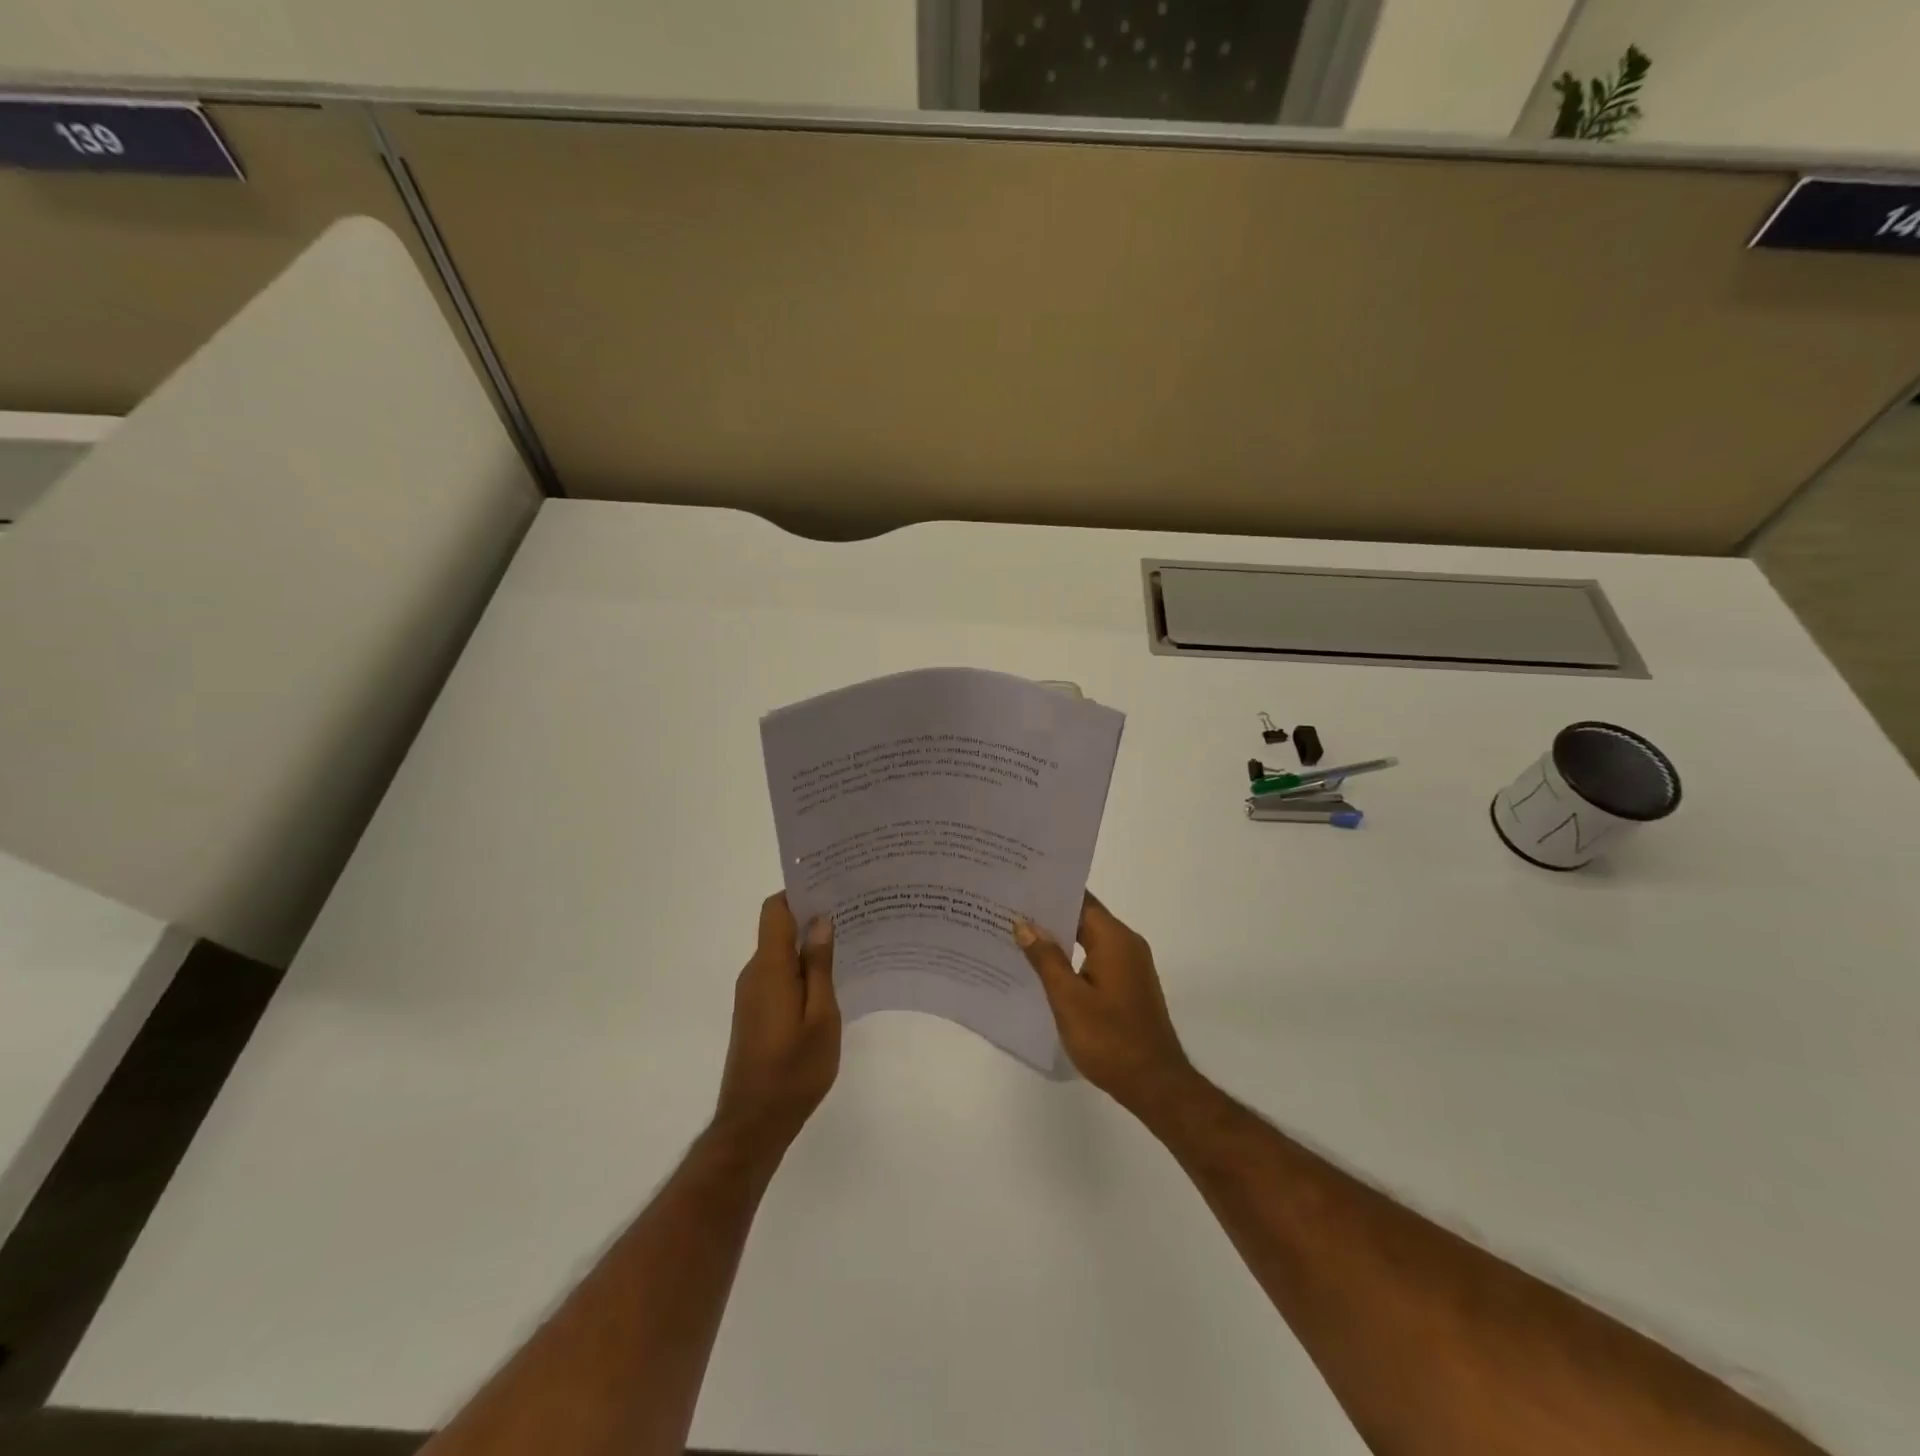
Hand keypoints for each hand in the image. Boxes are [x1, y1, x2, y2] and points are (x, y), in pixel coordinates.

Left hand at [713, 893, 840, 1153]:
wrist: (754, 1123)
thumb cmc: (794, 1070)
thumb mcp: (821, 1016)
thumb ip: (820, 966)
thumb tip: (821, 920)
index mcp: (770, 968)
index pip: (775, 910)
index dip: (799, 893)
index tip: (832, 887)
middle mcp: (755, 973)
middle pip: (779, 928)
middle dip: (812, 918)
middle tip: (854, 915)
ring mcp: (752, 994)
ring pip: (781, 954)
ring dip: (809, 947)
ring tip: (850, 946)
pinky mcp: (755, 1012)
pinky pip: (779, 975)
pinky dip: (802, 970)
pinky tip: (831, 982)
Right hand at [1014, 894, 1197, 1116]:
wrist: (1154, 1084)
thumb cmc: (1109, 1039)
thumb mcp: (1068, 998)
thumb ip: (1046, 958)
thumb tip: (1025, 923)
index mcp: (1115, 939)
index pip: (1080, 900)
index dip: (1049, 893)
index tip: (1018, 887)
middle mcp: (1127, 944)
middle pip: (1084, 918)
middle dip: (1049, 916)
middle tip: (1009, 911)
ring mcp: (1131, 966)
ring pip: (1089, 939)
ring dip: (1059, 939)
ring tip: (1019, 937)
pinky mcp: (1129, 986)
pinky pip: (1096, 959)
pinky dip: (1072, 958)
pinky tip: (1045, 969)